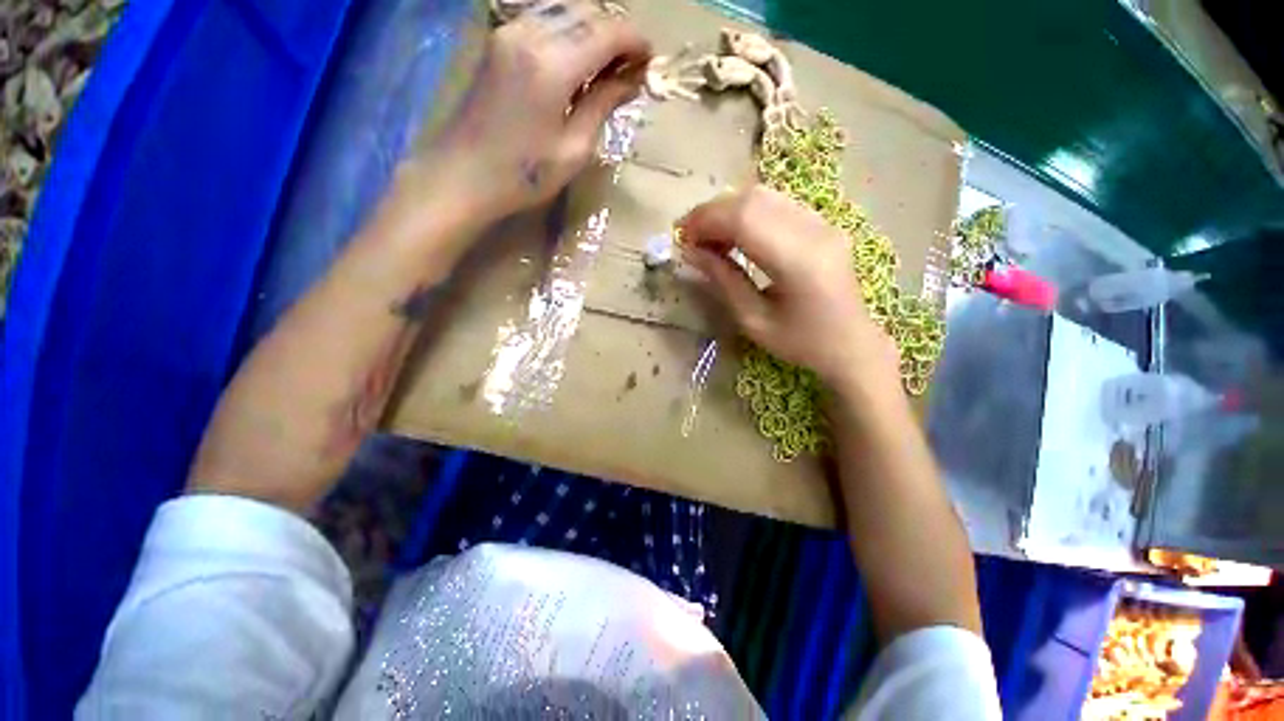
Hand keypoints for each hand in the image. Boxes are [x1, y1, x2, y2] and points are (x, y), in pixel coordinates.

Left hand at [421, 0, 649, 222]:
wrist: (463, 175)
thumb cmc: (523, 174)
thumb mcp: (574, 149)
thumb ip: (603, 105)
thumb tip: (632, 79)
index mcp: (552, 64)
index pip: (607, 31)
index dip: (635, 41)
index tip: (651, 61)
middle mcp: (530, 34)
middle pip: (587, 11)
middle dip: (616, 32)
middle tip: (632, 66)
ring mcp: (509, 32)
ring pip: (565, 10)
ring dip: (593, 29)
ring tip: (608, 65)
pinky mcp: (498, 41)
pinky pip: (543, 19)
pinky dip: (568, 30)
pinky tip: (577, 60)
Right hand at [679, 186, 898, 387]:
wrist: (851, 344)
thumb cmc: (801, 343)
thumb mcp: (753, 320)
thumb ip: (723, 280)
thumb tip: (691, 252)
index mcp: (798, 261)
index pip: (744, 219)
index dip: (706, 221)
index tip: (681, 237)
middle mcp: (814, 231)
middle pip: (753, 199)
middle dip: (712, 212)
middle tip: (689, 236)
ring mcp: (823, 223)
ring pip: (764, 195)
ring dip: (728, 210)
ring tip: (708, 236)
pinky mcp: (823, 224)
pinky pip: (777, 204)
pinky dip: (747, 212)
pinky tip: (734, 234)